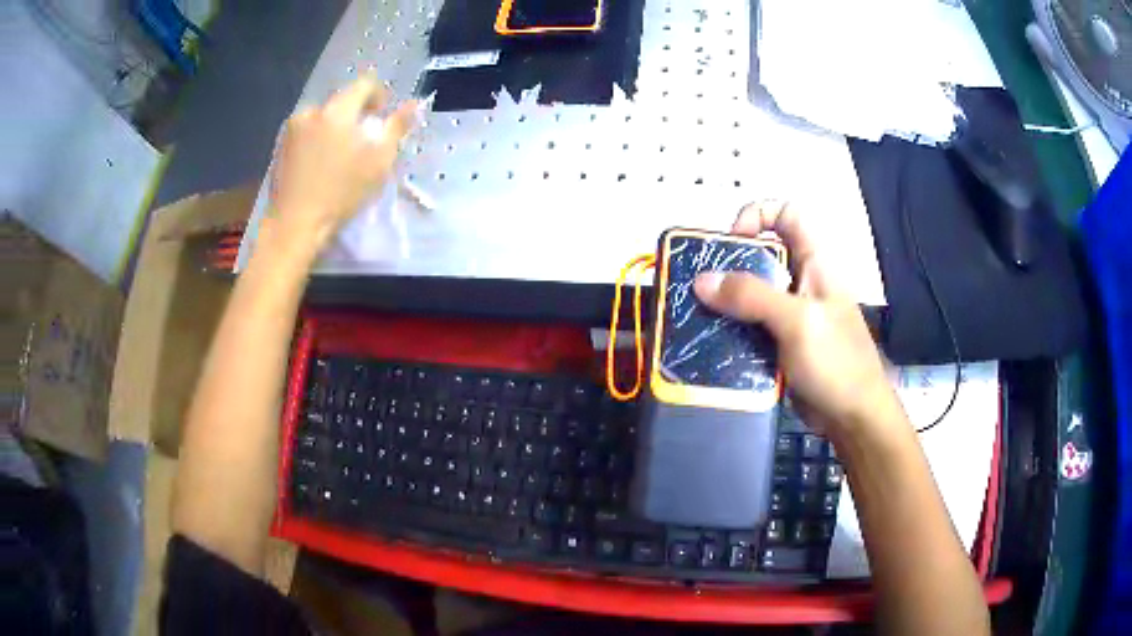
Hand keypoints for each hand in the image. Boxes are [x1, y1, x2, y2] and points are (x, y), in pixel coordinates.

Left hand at [270, 76, 415, 249]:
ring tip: (339, 156)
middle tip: (362, 143)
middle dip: (355, 116)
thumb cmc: (340, 193)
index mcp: (337, 110)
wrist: (294, 225)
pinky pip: (307, 131)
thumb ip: (397, 127)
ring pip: (323, 117)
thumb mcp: (379, 162)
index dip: (379, 96)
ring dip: (335, 127)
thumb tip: (415, 103)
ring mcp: (292, 127)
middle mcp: (312, 110)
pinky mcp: (281, 145)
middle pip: (342, 101)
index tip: (381, 118)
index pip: (365, 84)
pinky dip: (318, 139)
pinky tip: (320, 165)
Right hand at [693, 201, 902, 438]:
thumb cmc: (835, 361)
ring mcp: (792, 314)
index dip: (758, 215)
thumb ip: (751, 296)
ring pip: (753, 292)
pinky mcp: (782, 343)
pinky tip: (713, 341)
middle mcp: (802, 281)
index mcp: (815, 262)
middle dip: (730, 262)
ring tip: (699, 314)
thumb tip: (701, 279)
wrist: (853, 417)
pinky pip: (751, 325)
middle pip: (762, 253)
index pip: (787, 214)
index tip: (733, 242)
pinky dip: (732, 328)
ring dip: (726, 300)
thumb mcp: (797, 321)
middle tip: (703, 285)